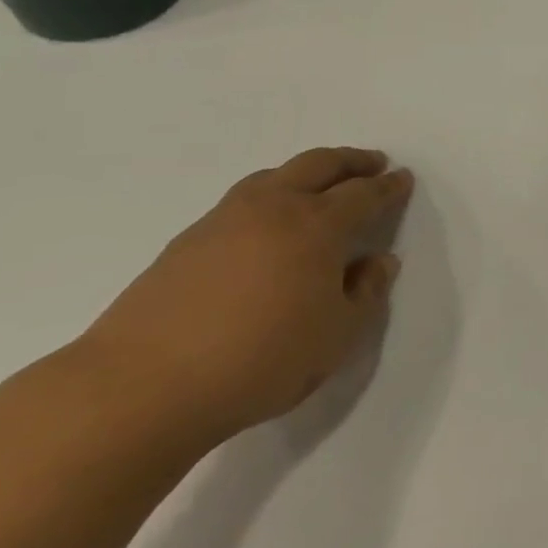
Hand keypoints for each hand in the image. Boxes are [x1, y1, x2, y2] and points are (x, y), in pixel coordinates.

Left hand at [80, 147, 413, 443]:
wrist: (144, 386)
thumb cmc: (261, 360)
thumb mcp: (337, 336)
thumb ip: (366, 294)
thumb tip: (378, 262)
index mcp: (317, 226)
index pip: (363, 194)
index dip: (388, 187)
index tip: (403, 179)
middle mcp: (273, 208)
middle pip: (319, 165)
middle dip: (351, 160)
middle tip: (372, 163)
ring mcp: (224, 220)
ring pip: (274, 176)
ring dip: (307, 171)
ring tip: (321, 184)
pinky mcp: (187, 241)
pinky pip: (243, 200)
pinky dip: (270, 195)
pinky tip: (268, 224)